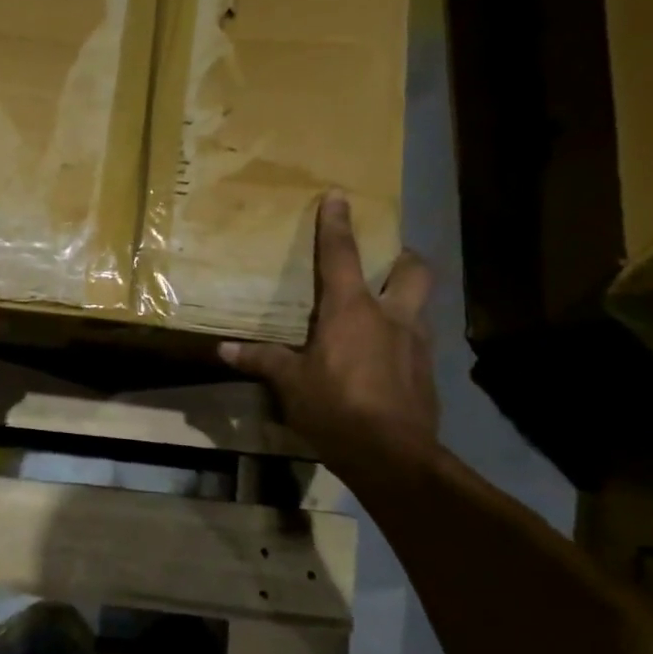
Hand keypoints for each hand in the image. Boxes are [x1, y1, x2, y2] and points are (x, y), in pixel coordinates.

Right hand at [219, 193, 438, 466]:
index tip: (339, 197)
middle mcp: (391, 316)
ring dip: (407, 299)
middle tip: (387, 263)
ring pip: (422, 305)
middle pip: (414, 270)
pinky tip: (386, 360)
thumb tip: (224, 350)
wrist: (393, 456)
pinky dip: (403, 341)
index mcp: (352, 310)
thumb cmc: (336, 408)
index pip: (341, 255)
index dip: (337, 224)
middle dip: (403, 258)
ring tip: (383, 313)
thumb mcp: (291, 384)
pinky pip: (419, 342)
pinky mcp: (428, 373)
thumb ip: (262, 361)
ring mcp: (416, 344)